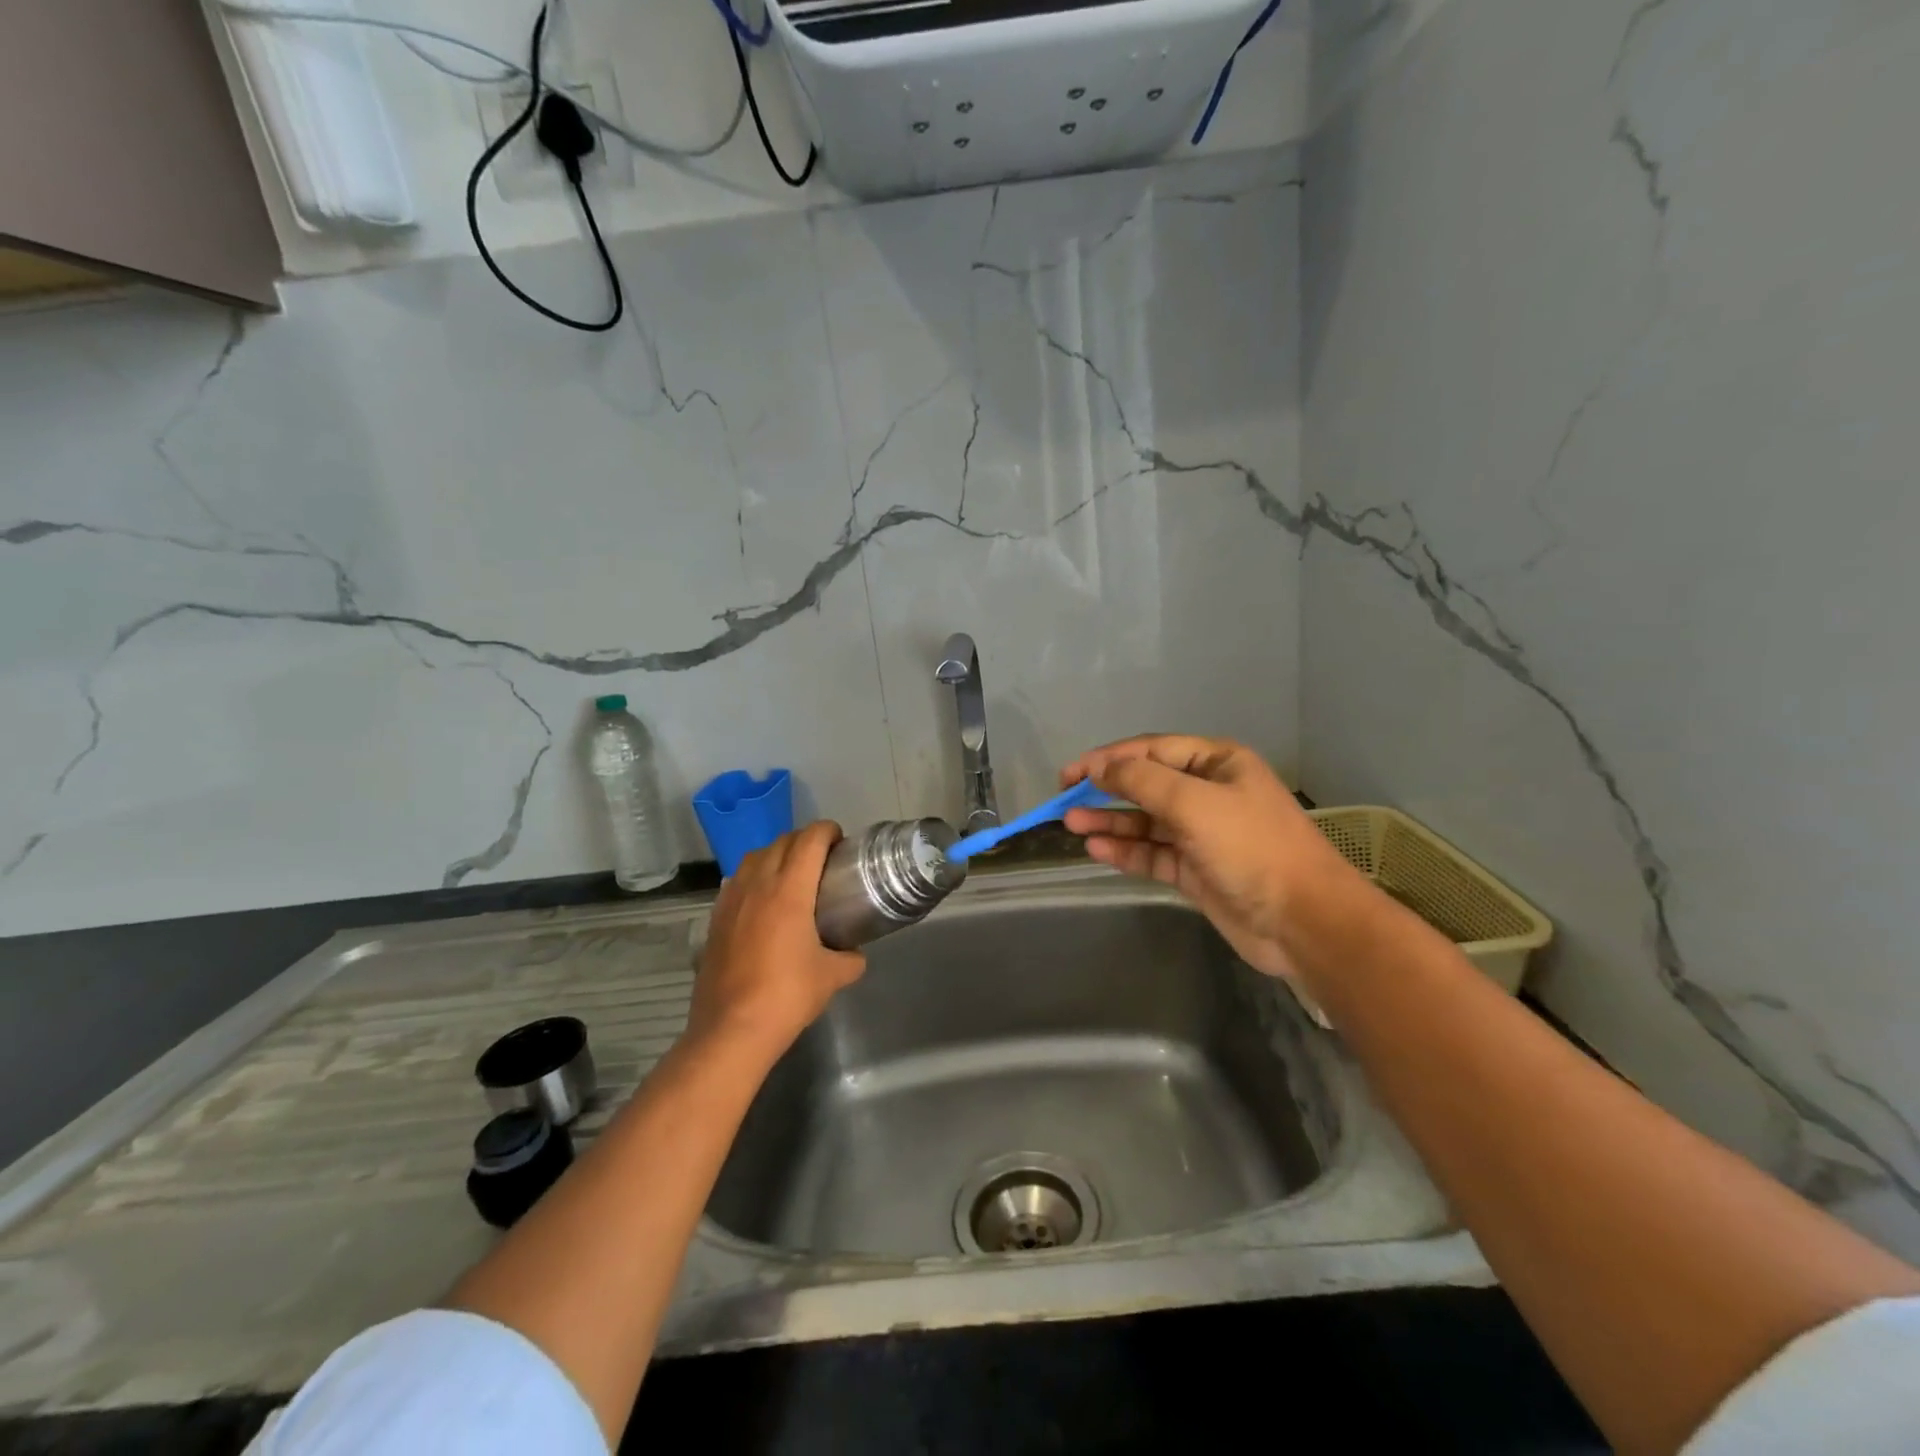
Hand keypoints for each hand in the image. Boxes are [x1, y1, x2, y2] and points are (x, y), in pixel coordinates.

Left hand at [686, 821, 865, 1066]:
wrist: (732, 1029)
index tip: (841, 842)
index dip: (827, 831)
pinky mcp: (715, 918)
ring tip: (792, 874)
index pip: (809, 839)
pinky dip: (754, 877)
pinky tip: (763, 901)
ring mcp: (731, 899)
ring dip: (776, 854)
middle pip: (782, 841)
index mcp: (789, 890)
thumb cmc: (787, 995)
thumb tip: (855, 954)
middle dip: (805, 840)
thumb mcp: (832, 977)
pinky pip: (737, 881)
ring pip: (754, 856)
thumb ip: (850, 958)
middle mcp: (758, 884)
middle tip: (824, 859)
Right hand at [1061, 735, 1361, 980]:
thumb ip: (1142, 780)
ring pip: (1146, 821)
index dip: (1110, 758)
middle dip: (1106, 789)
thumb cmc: (1251, 848)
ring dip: (1110, 820)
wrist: (1303, 921)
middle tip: (1065, 798)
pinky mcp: (1195, 870)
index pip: (1153, 750)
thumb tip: (1099, 765)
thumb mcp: (1194, 803)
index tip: (1072, 773)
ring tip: (1072, 824)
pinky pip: (1152, 853)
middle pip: (1146, 784)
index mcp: (1217, 763)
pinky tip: (1097, 849)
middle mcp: (1208, 793)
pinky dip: (1125, 850)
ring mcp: (1202, 834)